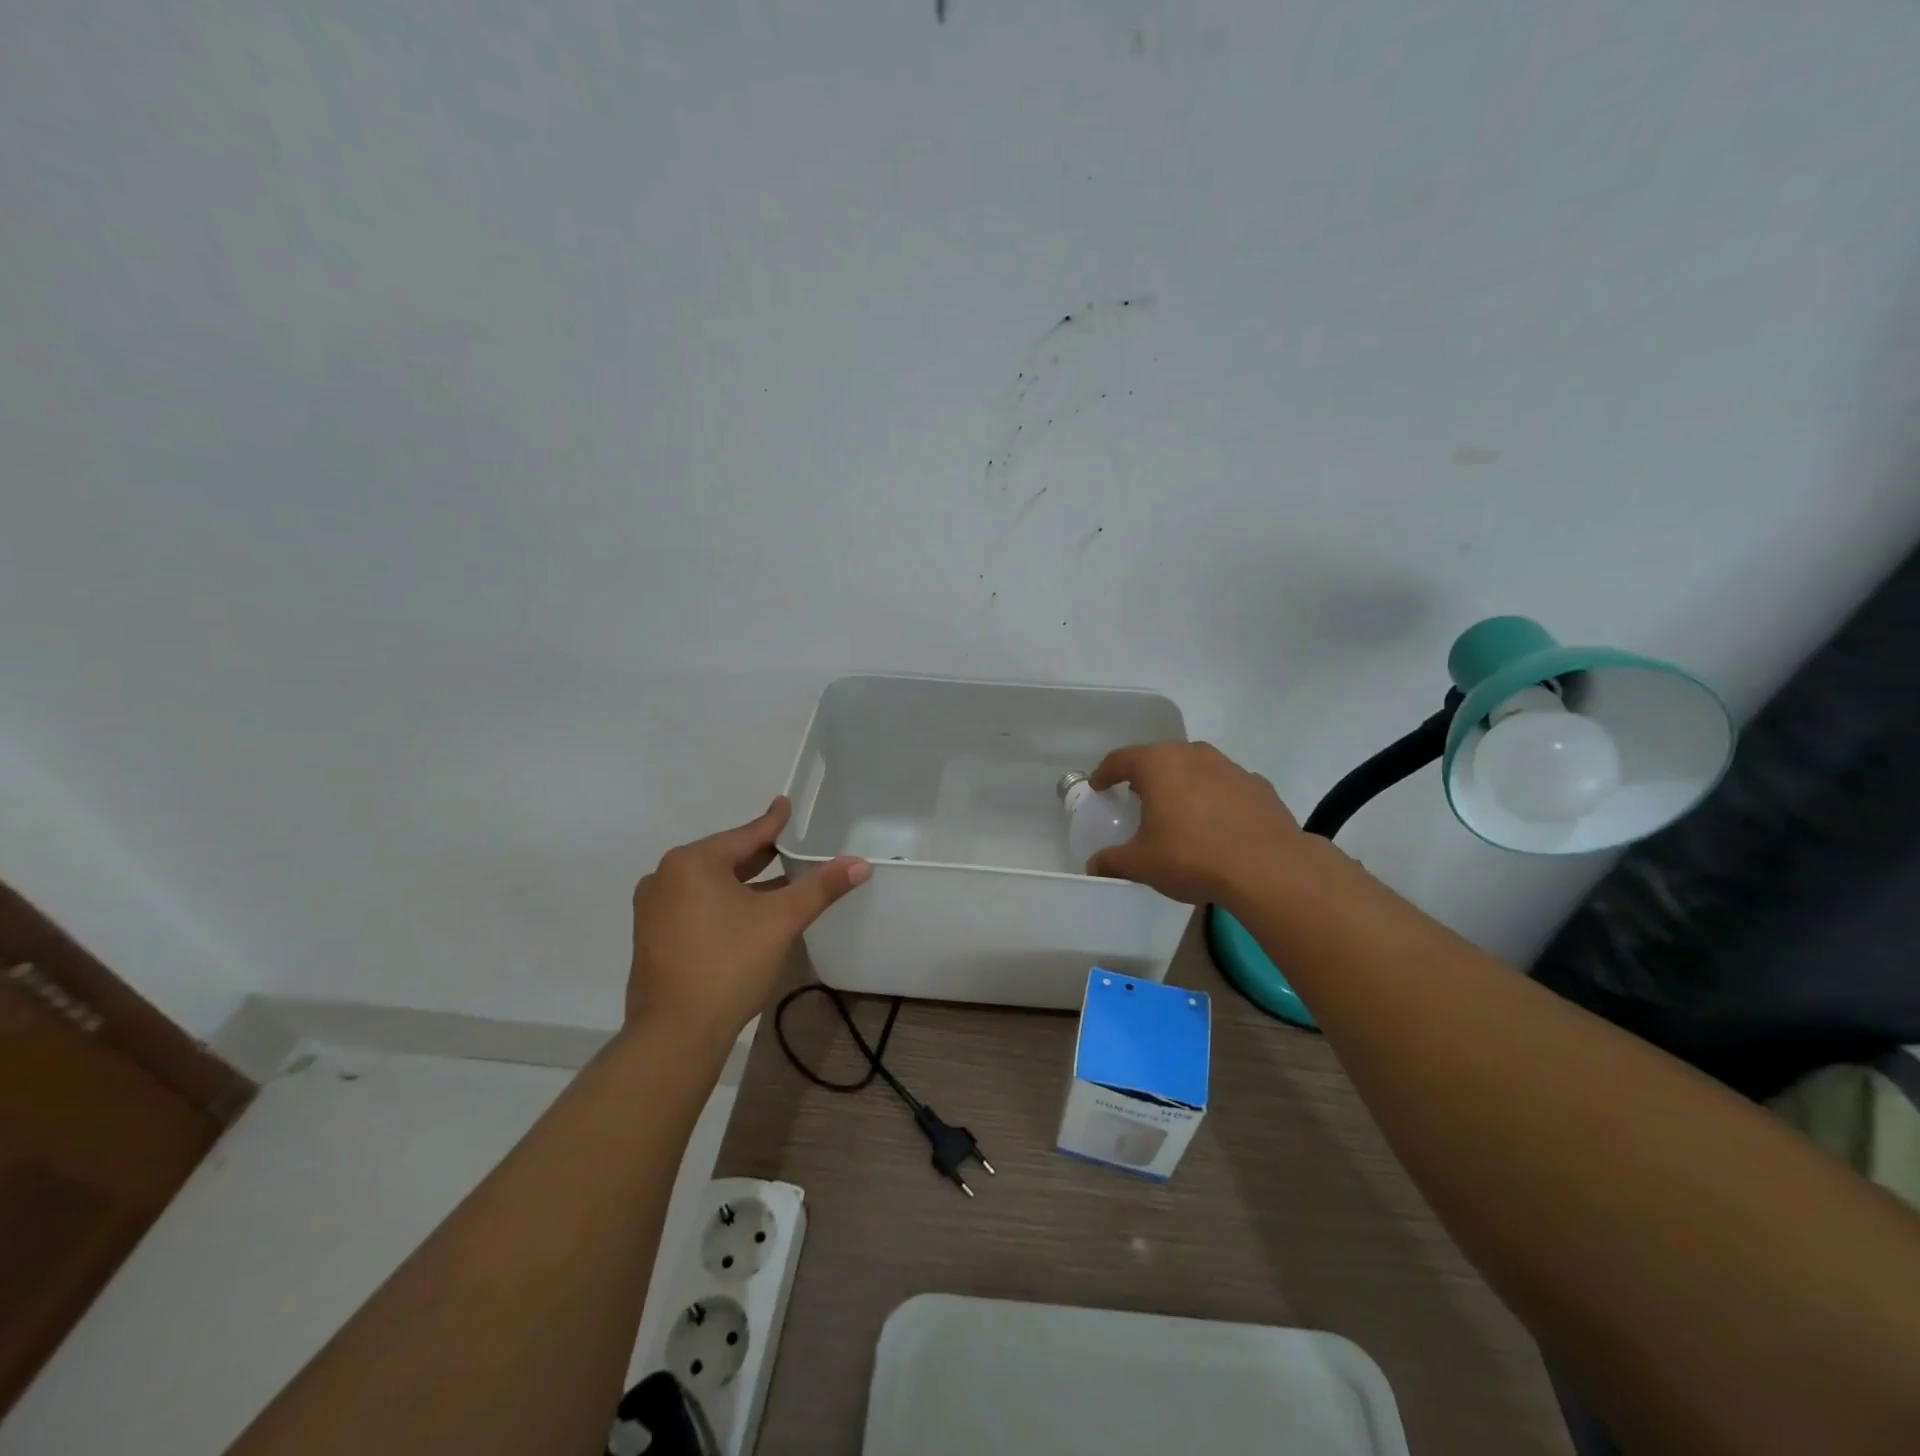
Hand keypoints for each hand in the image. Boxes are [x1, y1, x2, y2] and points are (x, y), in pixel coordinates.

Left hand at [626, 797, 868, 1045]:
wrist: (674, 1033)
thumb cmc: (728, 965)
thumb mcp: (781, 920)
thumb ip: (821, 887)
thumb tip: (860, 863)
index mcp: (692, 862)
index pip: (746, 835)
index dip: (773, 822)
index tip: (785, 803)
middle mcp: (666, 876)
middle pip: (726, 857)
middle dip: (761, 855)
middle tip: (792, 846)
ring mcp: (655, 908)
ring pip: (711, 883)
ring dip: (745, 882)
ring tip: (780, 879)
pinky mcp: (654, 935)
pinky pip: (697, 904)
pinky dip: (725, 902)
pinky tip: (750, 912)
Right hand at [1086, 741, 1304, 903]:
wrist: (1268, 868)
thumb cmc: (1192, 857)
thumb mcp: (1142, 864)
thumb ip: (1113, 861)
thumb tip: (1093, 867)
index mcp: (1158, 765)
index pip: (1121, 759)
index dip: (1105, 773)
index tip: (1099, 786)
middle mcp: (1193, 755)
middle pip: (1160, 757)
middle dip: (1146, 774)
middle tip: (1137, 795)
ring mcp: (1230, 767)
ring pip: (1196, 767)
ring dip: (1183, 783)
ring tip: (1178, 809)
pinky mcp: (1259, 785)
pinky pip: (1226, 785)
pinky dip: (1215, 798)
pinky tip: (1217, 823)